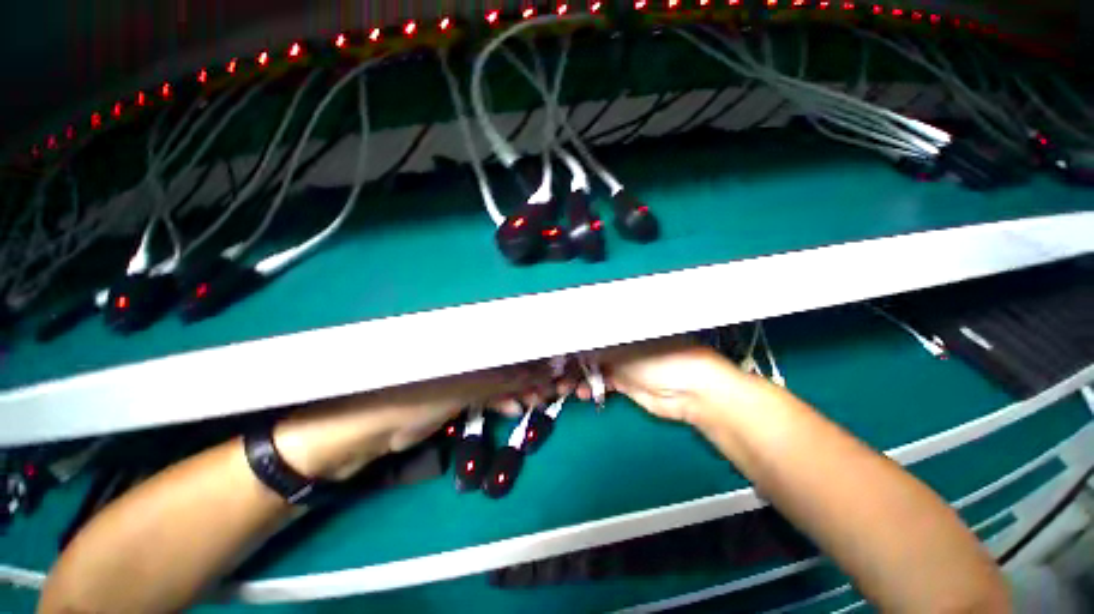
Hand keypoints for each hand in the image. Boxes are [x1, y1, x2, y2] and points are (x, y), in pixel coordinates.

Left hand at [274, 362, 550, 479]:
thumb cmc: (407, 402)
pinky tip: (515, 408)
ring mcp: (456, 370)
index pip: (507, 340)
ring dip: (518, 389)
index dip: (531, 353)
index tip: (551, 366)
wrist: (359, 435)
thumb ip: (501, 380)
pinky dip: (499, 400)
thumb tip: (538, 368)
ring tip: (537, 401)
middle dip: (529, 374)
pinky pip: (484, 392)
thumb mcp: (460, 389)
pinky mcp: (451, 391)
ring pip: (497, 376)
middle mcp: (462, 350)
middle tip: (549, 390)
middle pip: (504, 358)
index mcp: (463, 340)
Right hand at [568, 336, 756, 423]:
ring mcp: (623, 365)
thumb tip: (573, 337)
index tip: (554, 350)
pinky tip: (581, 393)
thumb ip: (597, 344)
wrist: (691, 391)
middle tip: (553, 372)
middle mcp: (619, 344)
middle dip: (570, 361)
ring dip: (576, 377)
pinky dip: (590, 388)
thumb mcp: (624, 347)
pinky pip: (601, 384)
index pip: (588, 332)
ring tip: (563, 386)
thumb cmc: (659, 359)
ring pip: (592, 369)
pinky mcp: (626, 385)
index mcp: (621, 328)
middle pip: (587, 351)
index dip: (571, 341)